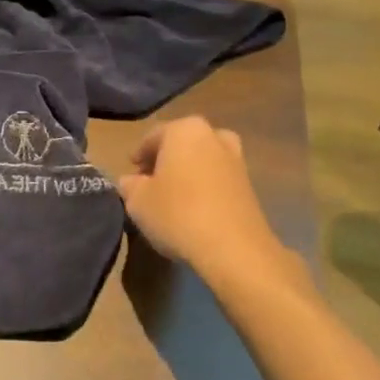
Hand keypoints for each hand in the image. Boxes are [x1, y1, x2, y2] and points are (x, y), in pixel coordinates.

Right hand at [116, 118, 278, 274]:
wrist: (234, 249)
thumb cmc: (178, 214)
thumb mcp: (137, 201)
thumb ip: (129, 185)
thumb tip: (131, 181)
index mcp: (184, 130)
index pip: (153, 137)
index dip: (139, 156)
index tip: (131, 174)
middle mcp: (213, 136)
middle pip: (182, 145)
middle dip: (166, 161)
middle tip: (151, 183)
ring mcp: (236, 160)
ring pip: (203, 160)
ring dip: (188, 174)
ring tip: (173, 198)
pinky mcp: (250, 186)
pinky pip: (218, 179)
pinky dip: (205, 188)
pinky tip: (195, 210)